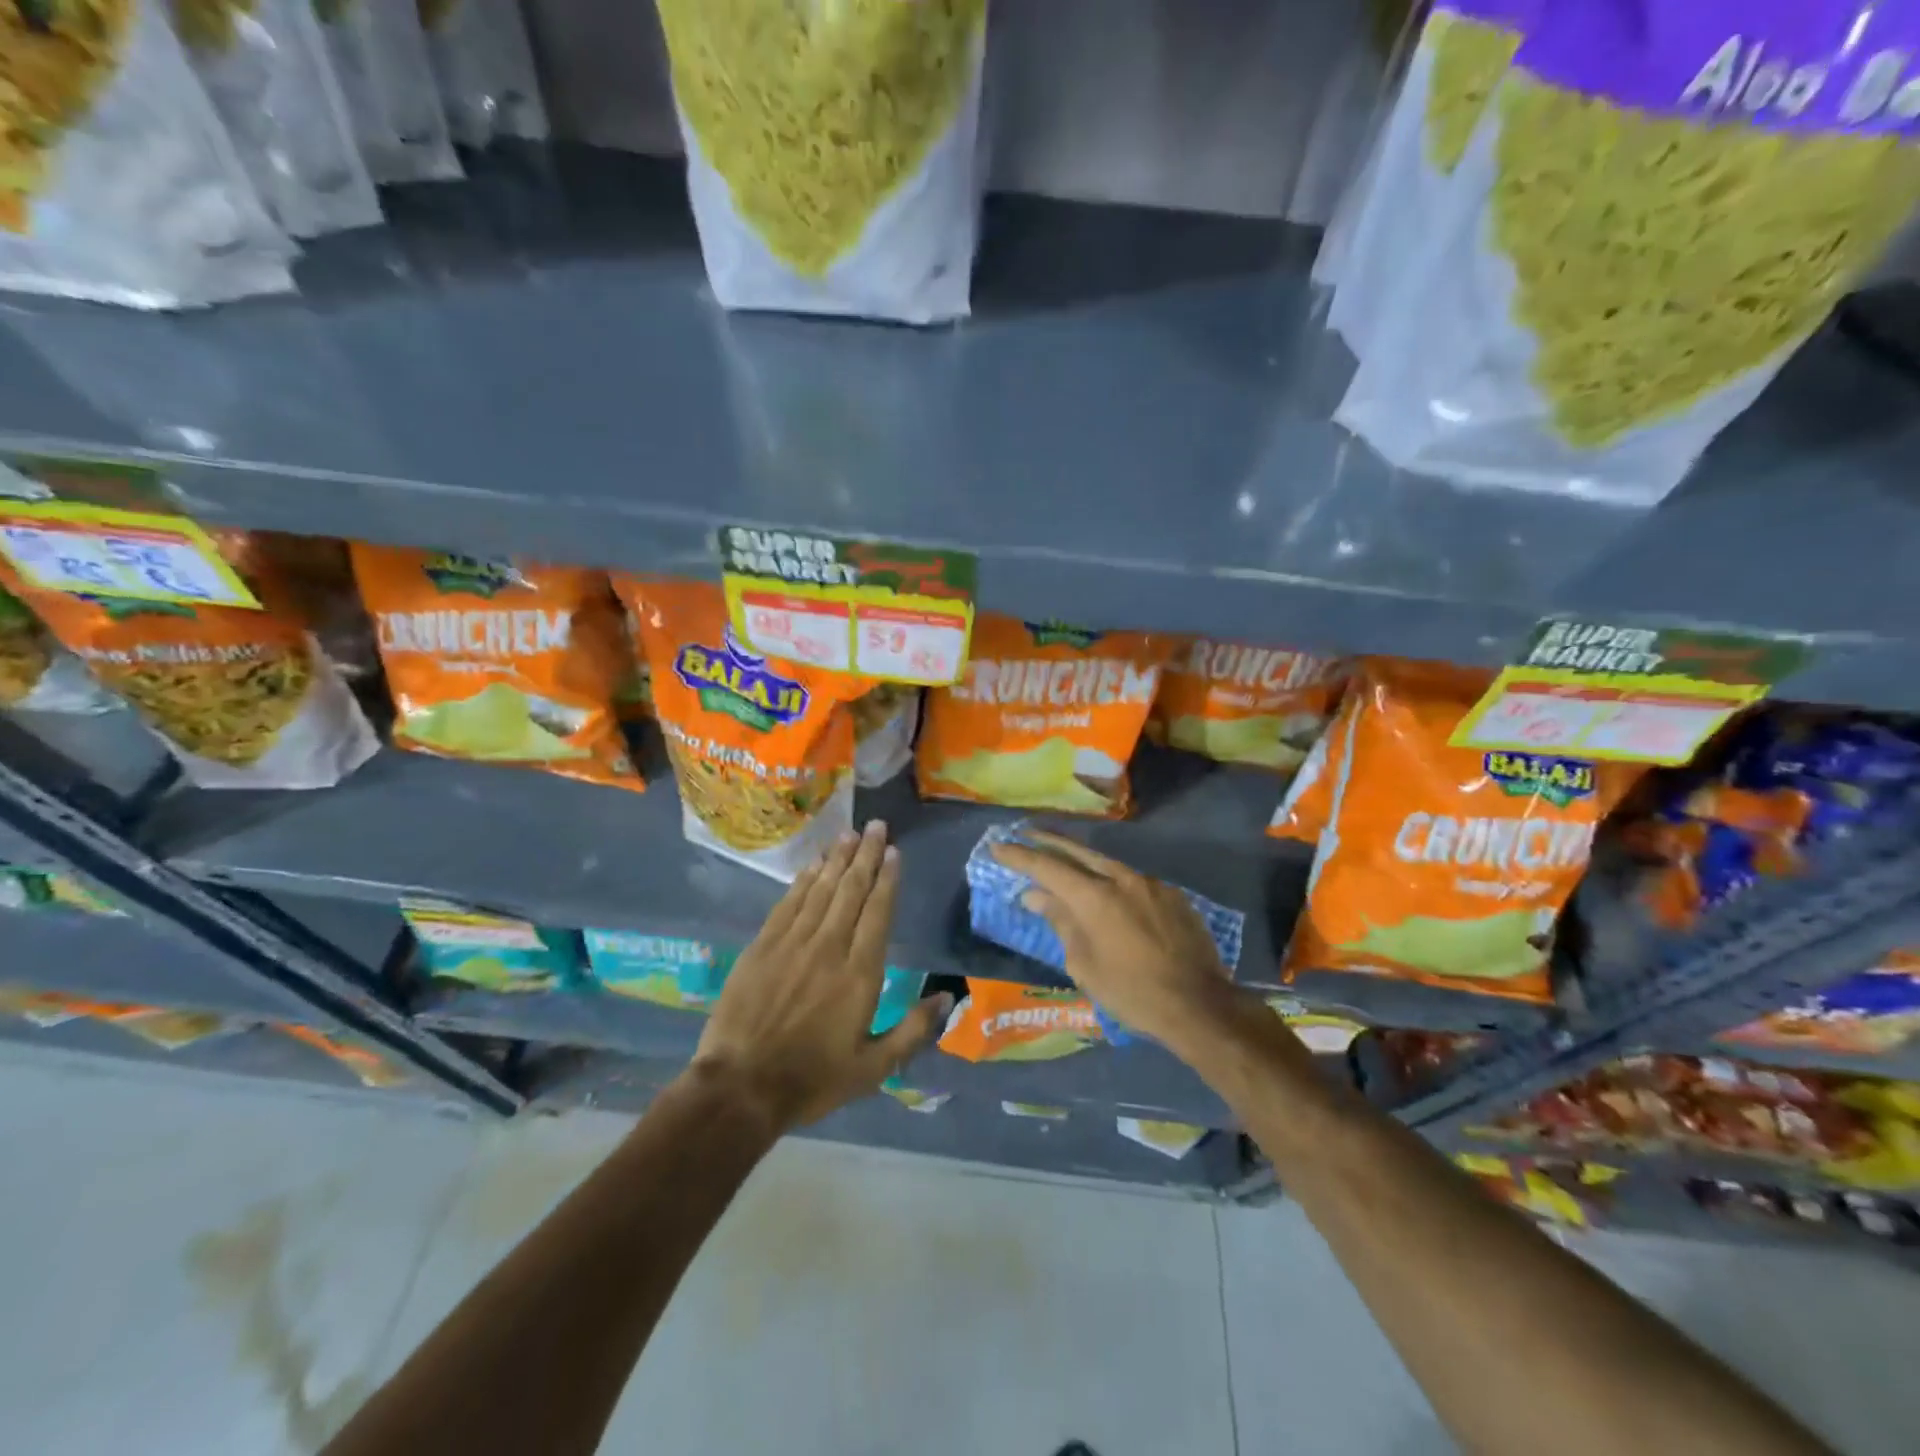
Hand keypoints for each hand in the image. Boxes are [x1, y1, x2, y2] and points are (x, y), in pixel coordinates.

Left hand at [691, 819, 950, 1134]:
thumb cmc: (812, 1080)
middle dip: (865, 855)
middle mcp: (829, 947)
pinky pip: (788, 903)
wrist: (740, 1087)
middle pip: (851, 890)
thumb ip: (913, 1030)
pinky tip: (813, 865)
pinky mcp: (762, 946)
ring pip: (820, 889)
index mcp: (860, 973)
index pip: (878, 912)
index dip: (886, 878)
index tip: (893, 851)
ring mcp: (792, 943)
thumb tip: (948, 997)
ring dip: (836, 859)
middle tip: (875, 826)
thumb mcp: (873, 1068)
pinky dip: (803, 881)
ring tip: (849, 834)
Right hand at [990, 831, 1251, 1055]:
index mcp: (1094, 896)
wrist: (1200, 1005)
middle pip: (1077, 851)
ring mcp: (1150, 883)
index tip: (998, 846)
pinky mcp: (1171, 895)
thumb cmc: (1132, 993)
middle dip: (1048, 841)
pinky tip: (1110, 893)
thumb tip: (1038, 896)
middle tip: (1025, 832)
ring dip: (1081, 860)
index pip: (1047, 867)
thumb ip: (1061, 922)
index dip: (1019, 856)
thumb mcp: (1084, 965)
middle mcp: (1121, 878)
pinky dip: (1112, 881)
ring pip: (1107, 863)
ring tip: (1064, 861)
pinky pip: (1132, 880)